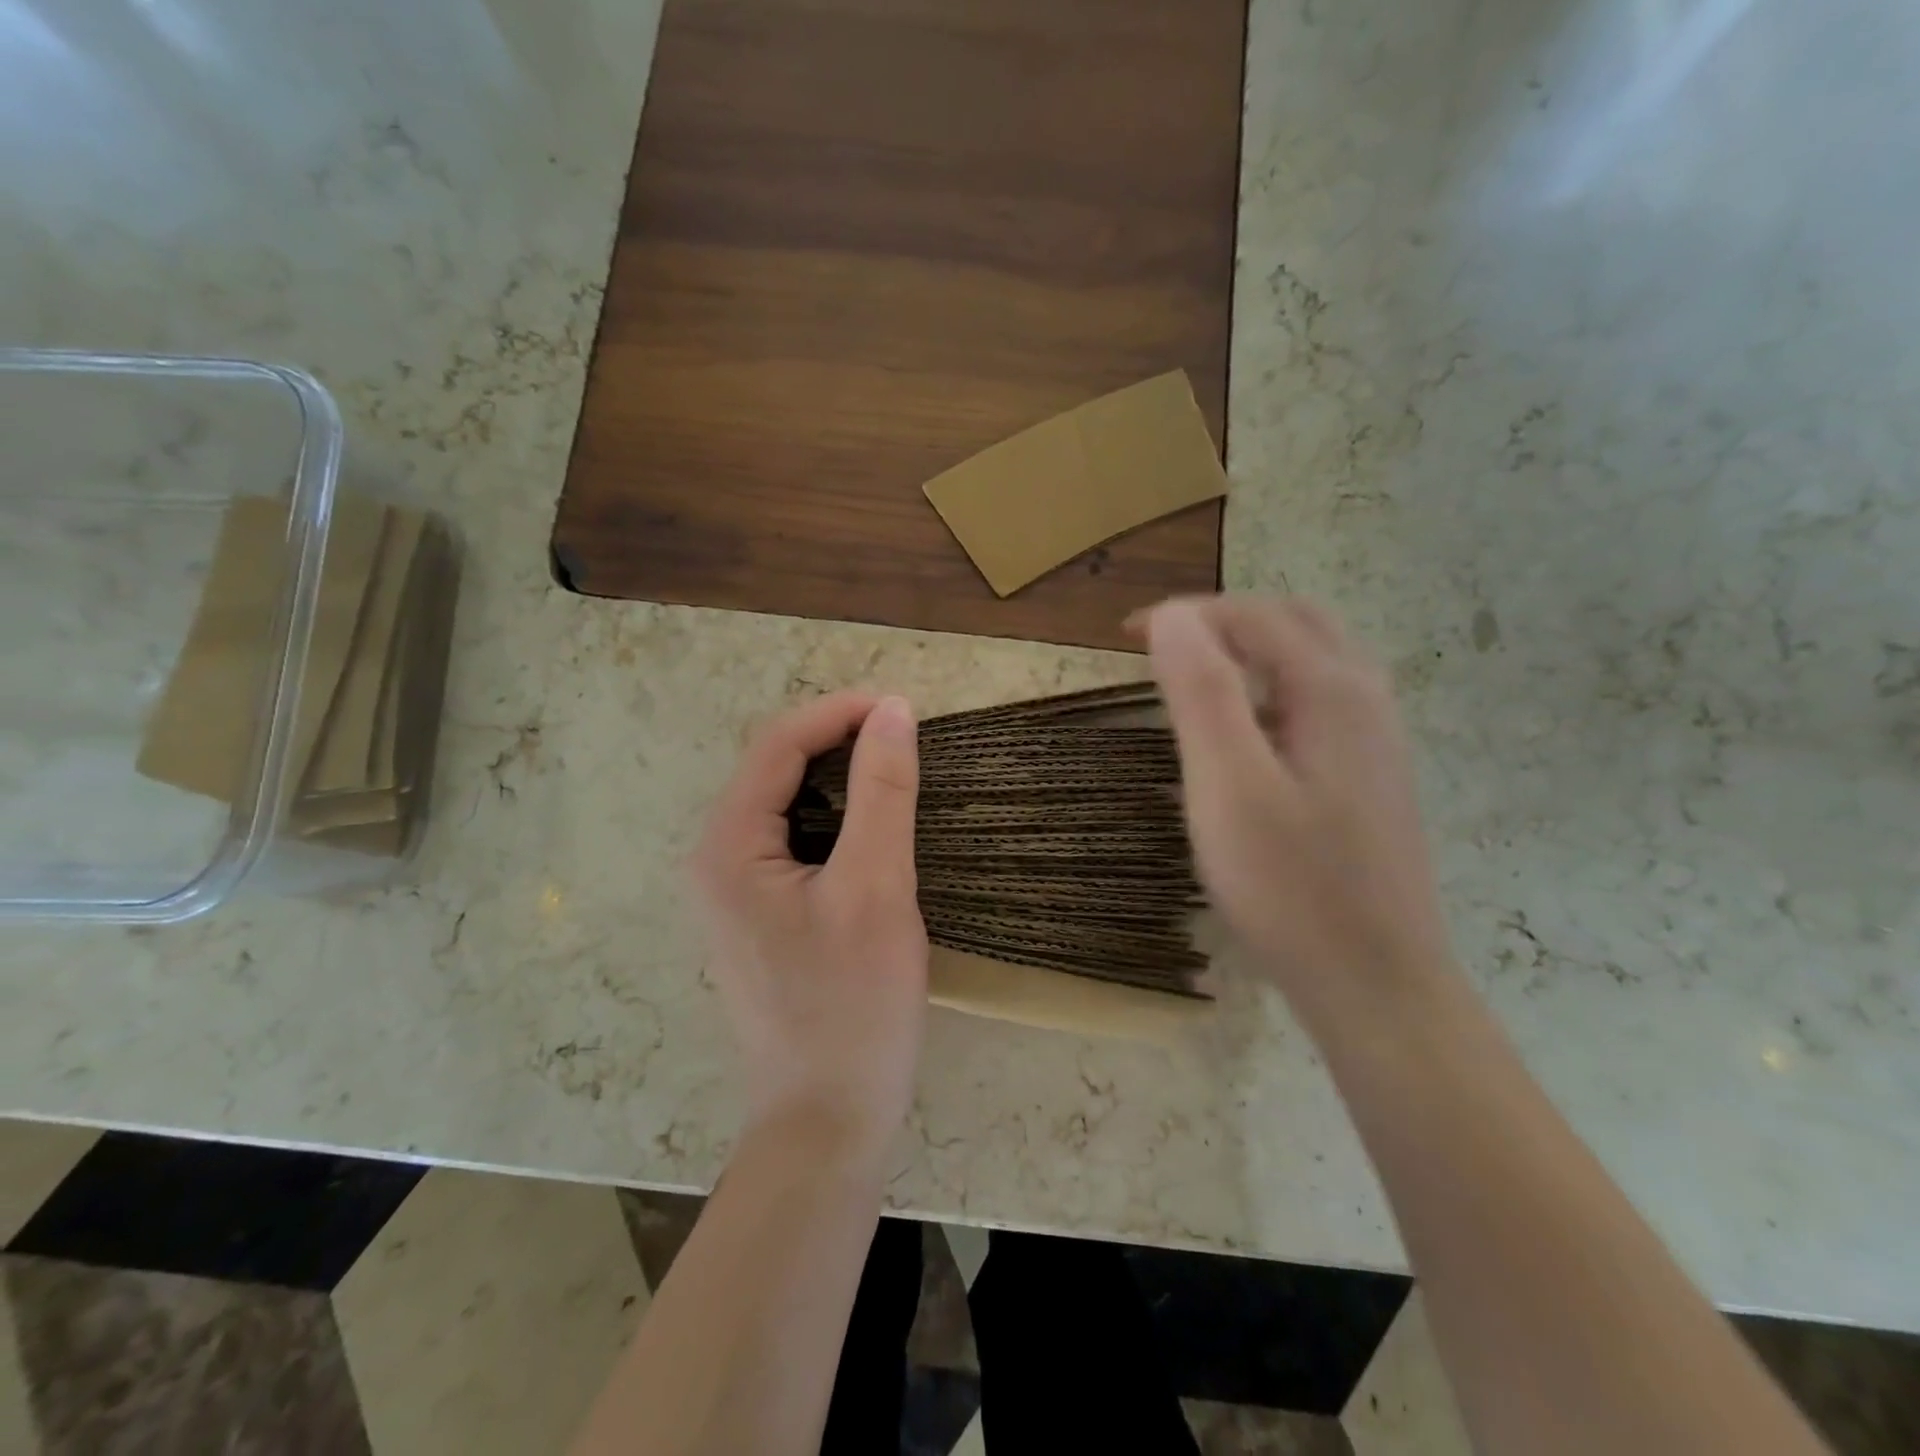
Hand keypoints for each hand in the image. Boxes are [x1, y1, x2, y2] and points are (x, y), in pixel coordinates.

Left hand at [692, 693, 927, 1164]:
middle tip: (906, 741)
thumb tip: (894, 712)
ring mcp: (734, 892)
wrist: (827, 1121)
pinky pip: (795, 843)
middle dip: (839, 743)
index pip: (778, 745)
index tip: (905, 708)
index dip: (840, 713)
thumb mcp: (876, 888)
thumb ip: (883, 792)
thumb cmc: (851, 1007)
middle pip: (776, 770)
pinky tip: (875, 829)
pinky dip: (837, 820)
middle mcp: (716, 860)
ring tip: (898, 774)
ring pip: (788, 806)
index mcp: (727, 846)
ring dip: (841, 780)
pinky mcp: (761, 917)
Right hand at [1142, 596, 1452, 1023]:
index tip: (1126, 637)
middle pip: (1294, 623)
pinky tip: (1244, 734)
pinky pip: (1319, 703)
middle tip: (1164, 646)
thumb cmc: (1291, 887)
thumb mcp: (1228, 785)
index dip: (1185, 615)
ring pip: (1313, 661)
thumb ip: (1201, 691)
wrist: (1376, 983)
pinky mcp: (1370, 778)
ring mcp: (1376, 741)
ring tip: (1194, 678)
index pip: (1252, 617)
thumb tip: (1174, 617)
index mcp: (1332, 691)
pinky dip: (1271, 689)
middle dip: (1224, 620)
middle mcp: (1365, 700)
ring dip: (1250, 650)